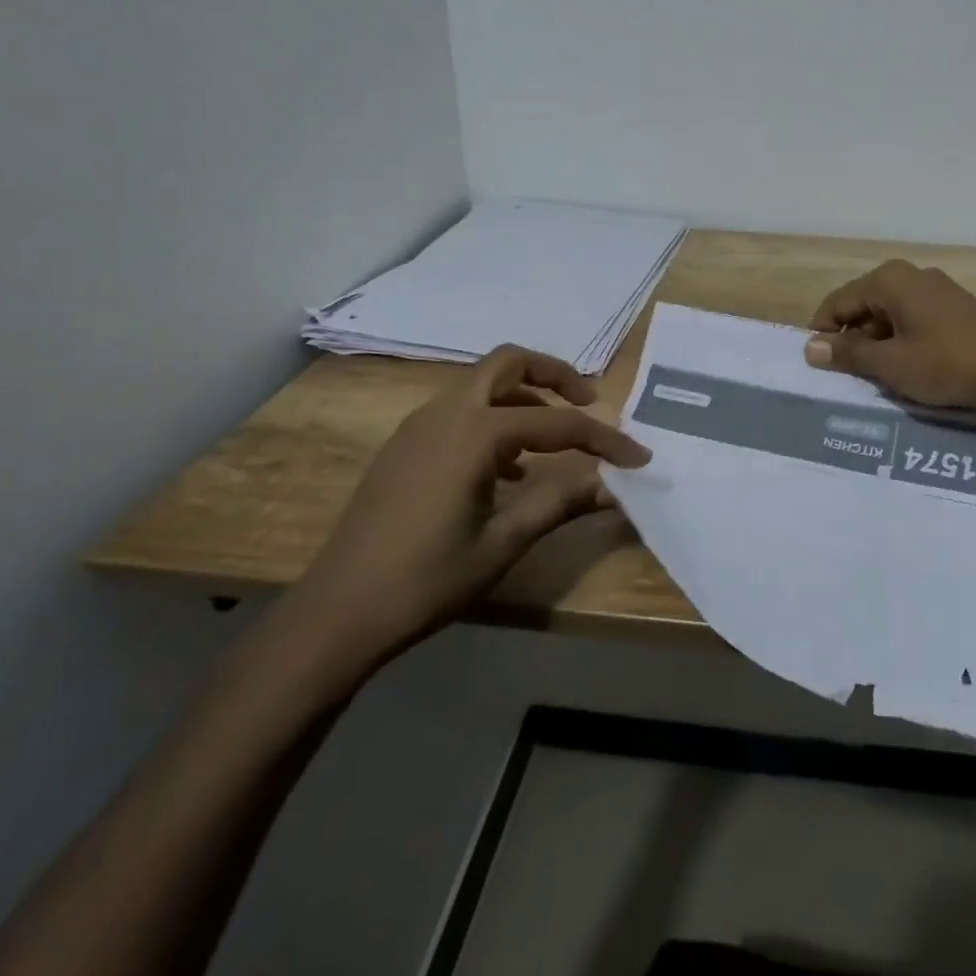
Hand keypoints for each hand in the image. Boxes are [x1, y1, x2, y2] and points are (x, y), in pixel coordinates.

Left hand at [276, 344, 650, 677]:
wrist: (337, 612)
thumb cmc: (426, 580)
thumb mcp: (504, 543)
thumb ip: (562, 503)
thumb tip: (616, 487)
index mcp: (474, 433)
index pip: (557, 424)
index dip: (603, 439)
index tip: (638, 456)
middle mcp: (445, 413)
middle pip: (509, 363)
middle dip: (555, 374)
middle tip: (589, 401)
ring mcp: (418, 426)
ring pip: (481, 385)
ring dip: (523, 397)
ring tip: (554, 439)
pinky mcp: (404, 446)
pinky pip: (459, 412)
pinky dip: (493, 420)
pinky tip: (508, 469)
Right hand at [803, 259, 975, 410]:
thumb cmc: (947, 363)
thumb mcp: (891, 364)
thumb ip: (848, 354)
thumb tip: (810, 349)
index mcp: (889, 281)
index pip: (838, 302)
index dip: (823, 333)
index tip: (818, 367)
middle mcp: (909, 277)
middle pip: (862, 307)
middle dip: (851, 341)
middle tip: (845, 378)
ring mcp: (934, 291)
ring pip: (887, 317)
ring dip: (876, 346)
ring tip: (875, 380)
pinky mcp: (952, 309)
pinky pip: (911, 322)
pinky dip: (900, 344)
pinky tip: (904, 371)